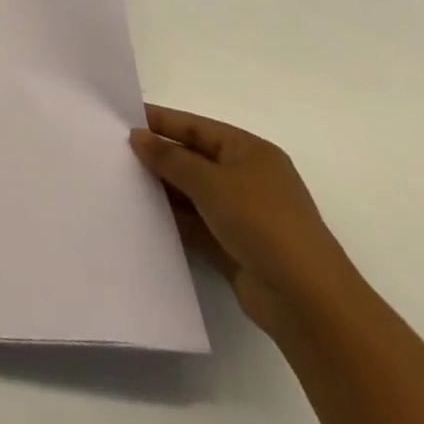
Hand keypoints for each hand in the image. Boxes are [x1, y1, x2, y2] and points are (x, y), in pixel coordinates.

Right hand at [130, 104, 363, 335]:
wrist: (308, 304)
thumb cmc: (262, 224)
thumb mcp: (210, 182)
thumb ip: (170, 158)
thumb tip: (137, 136)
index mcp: (250, 151)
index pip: (197, 127)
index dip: (161, 122)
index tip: (122, 119)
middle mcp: (248, 178)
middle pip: (194, 158)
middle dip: (159, 156)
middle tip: (115, 151)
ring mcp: (243, 215)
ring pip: (193, 193)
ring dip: (164, 189)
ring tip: (121, 181)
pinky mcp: (235, 247)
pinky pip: (196, 224)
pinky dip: (174, 219)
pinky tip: (143, 215)